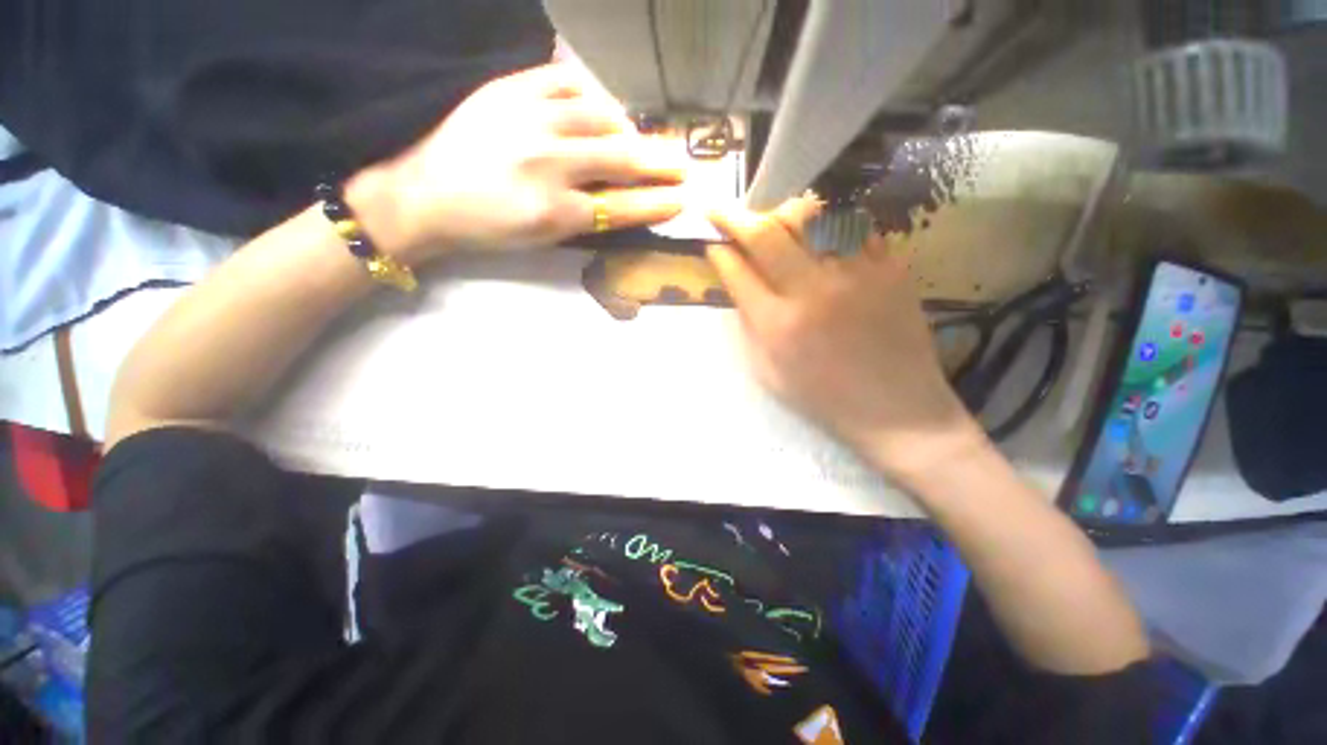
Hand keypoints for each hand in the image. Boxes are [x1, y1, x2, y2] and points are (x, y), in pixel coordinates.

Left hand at [348, 64, 688, 262]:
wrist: (427, 194)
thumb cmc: (490, 228)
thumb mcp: (542, 237)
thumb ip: (588, 218)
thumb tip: (626, 198)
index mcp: (554, 212)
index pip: (623, 206)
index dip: (657, 203)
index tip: (682, 198)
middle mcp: (547, 163)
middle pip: (621, 158)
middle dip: (659, 162)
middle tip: (681, 163)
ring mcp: (528, 119)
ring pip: (601, 115)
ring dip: (627, 130)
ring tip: (634, 141)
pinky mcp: (510, 88)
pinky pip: (567, 81)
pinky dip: (591, 96)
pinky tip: (595, 110)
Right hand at [707, 199, 987, 482]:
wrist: (897, 411)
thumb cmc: (824, 399)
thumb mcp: (769, 373)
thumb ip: (750, 326)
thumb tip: (739, 284)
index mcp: (778, 325)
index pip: (737, 271)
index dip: (719, 251)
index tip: (711, 240)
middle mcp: (812, 291)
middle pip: (767, 234)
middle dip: (737, 217)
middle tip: (724, 211)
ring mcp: (855, 275)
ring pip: (812, 216)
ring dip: (783, 212)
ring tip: (775, 219)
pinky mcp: (890, 269)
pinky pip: (854, 226)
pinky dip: (830, 222)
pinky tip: (822, 234)